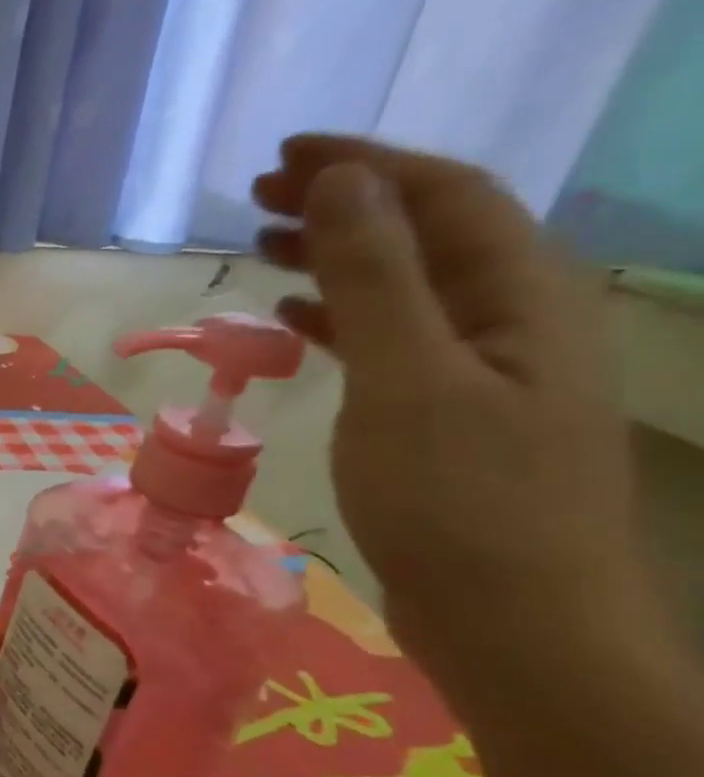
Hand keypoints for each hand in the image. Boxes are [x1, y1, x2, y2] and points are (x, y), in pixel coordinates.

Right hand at [252, 135, 645, 674]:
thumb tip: (343, 182)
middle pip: (425, 233)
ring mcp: (480, 369)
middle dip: (343, 203)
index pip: (444, 195)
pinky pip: (388, 339)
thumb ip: (375, 277)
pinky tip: (293, 322)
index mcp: (519, 296)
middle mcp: (510, 318)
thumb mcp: (407, 378)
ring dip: (334, 257)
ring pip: (402, 286)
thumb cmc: (458, 499)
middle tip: (257, 196)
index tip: (284, 154)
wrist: (510, 621)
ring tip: (262, 246)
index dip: (365, 164)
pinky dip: (337, 319)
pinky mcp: (445, 413)